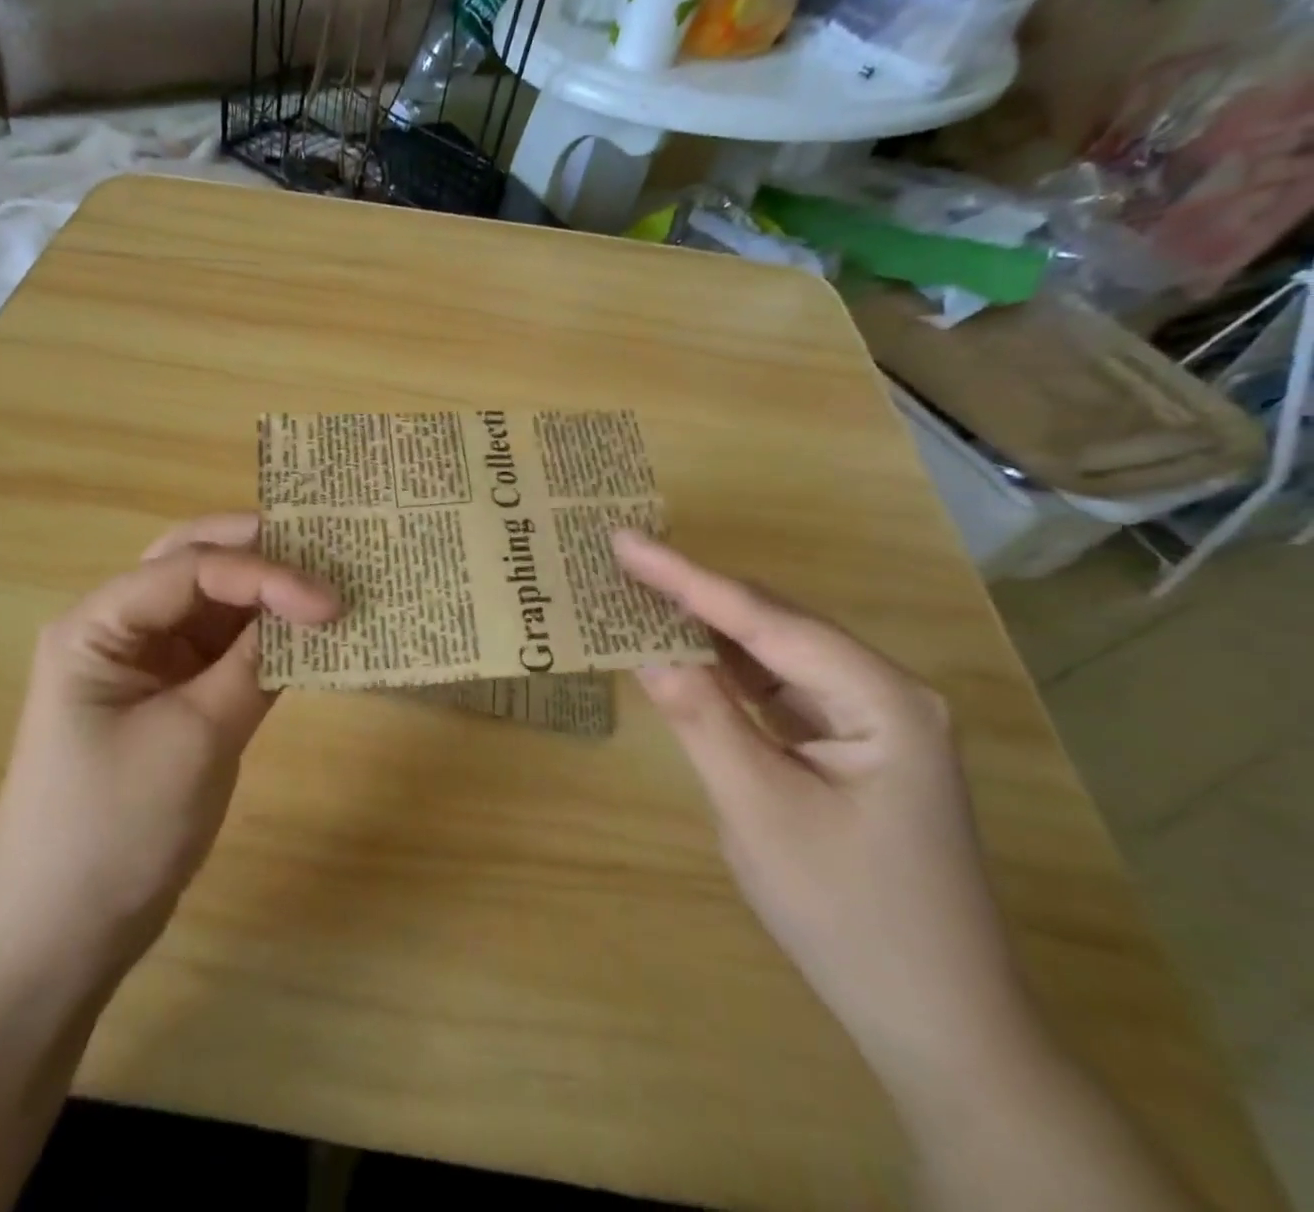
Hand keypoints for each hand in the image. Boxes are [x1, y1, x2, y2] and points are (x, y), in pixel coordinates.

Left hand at [0, 514, 337, 984]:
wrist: (62, 934)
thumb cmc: (114, 830)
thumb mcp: (194, 739)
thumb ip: (254, 666)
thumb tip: (313, 611)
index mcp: (99, 624)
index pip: (191, 568)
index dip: (266, 574)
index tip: (331, 601)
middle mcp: (121, 627)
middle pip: (195, 561)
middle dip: (261, 551)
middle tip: (329, 549)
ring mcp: (148, 661)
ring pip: (215, 600)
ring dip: (269, 591)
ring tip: (331, 582)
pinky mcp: (175, 695)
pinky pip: (226, 647)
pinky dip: (267, 637)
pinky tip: (311, 637)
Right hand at [612, 530, 1036, 1091]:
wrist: (937, 1021)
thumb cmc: (847, 914)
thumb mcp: (758, 811)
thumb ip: (702, 717)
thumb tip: (644, 647)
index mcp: (881, 698)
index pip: (764, 620)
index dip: (685, 577)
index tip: (624, 539)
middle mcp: (883, 691)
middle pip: (773, 623)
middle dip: (695, 591)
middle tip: (623, 558)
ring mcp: (867, 718)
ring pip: (772, 652)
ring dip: (706, 626)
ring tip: (639, 590)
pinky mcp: (846, 744)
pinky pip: (775, 688)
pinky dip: (724, 668)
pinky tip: (682, 649)